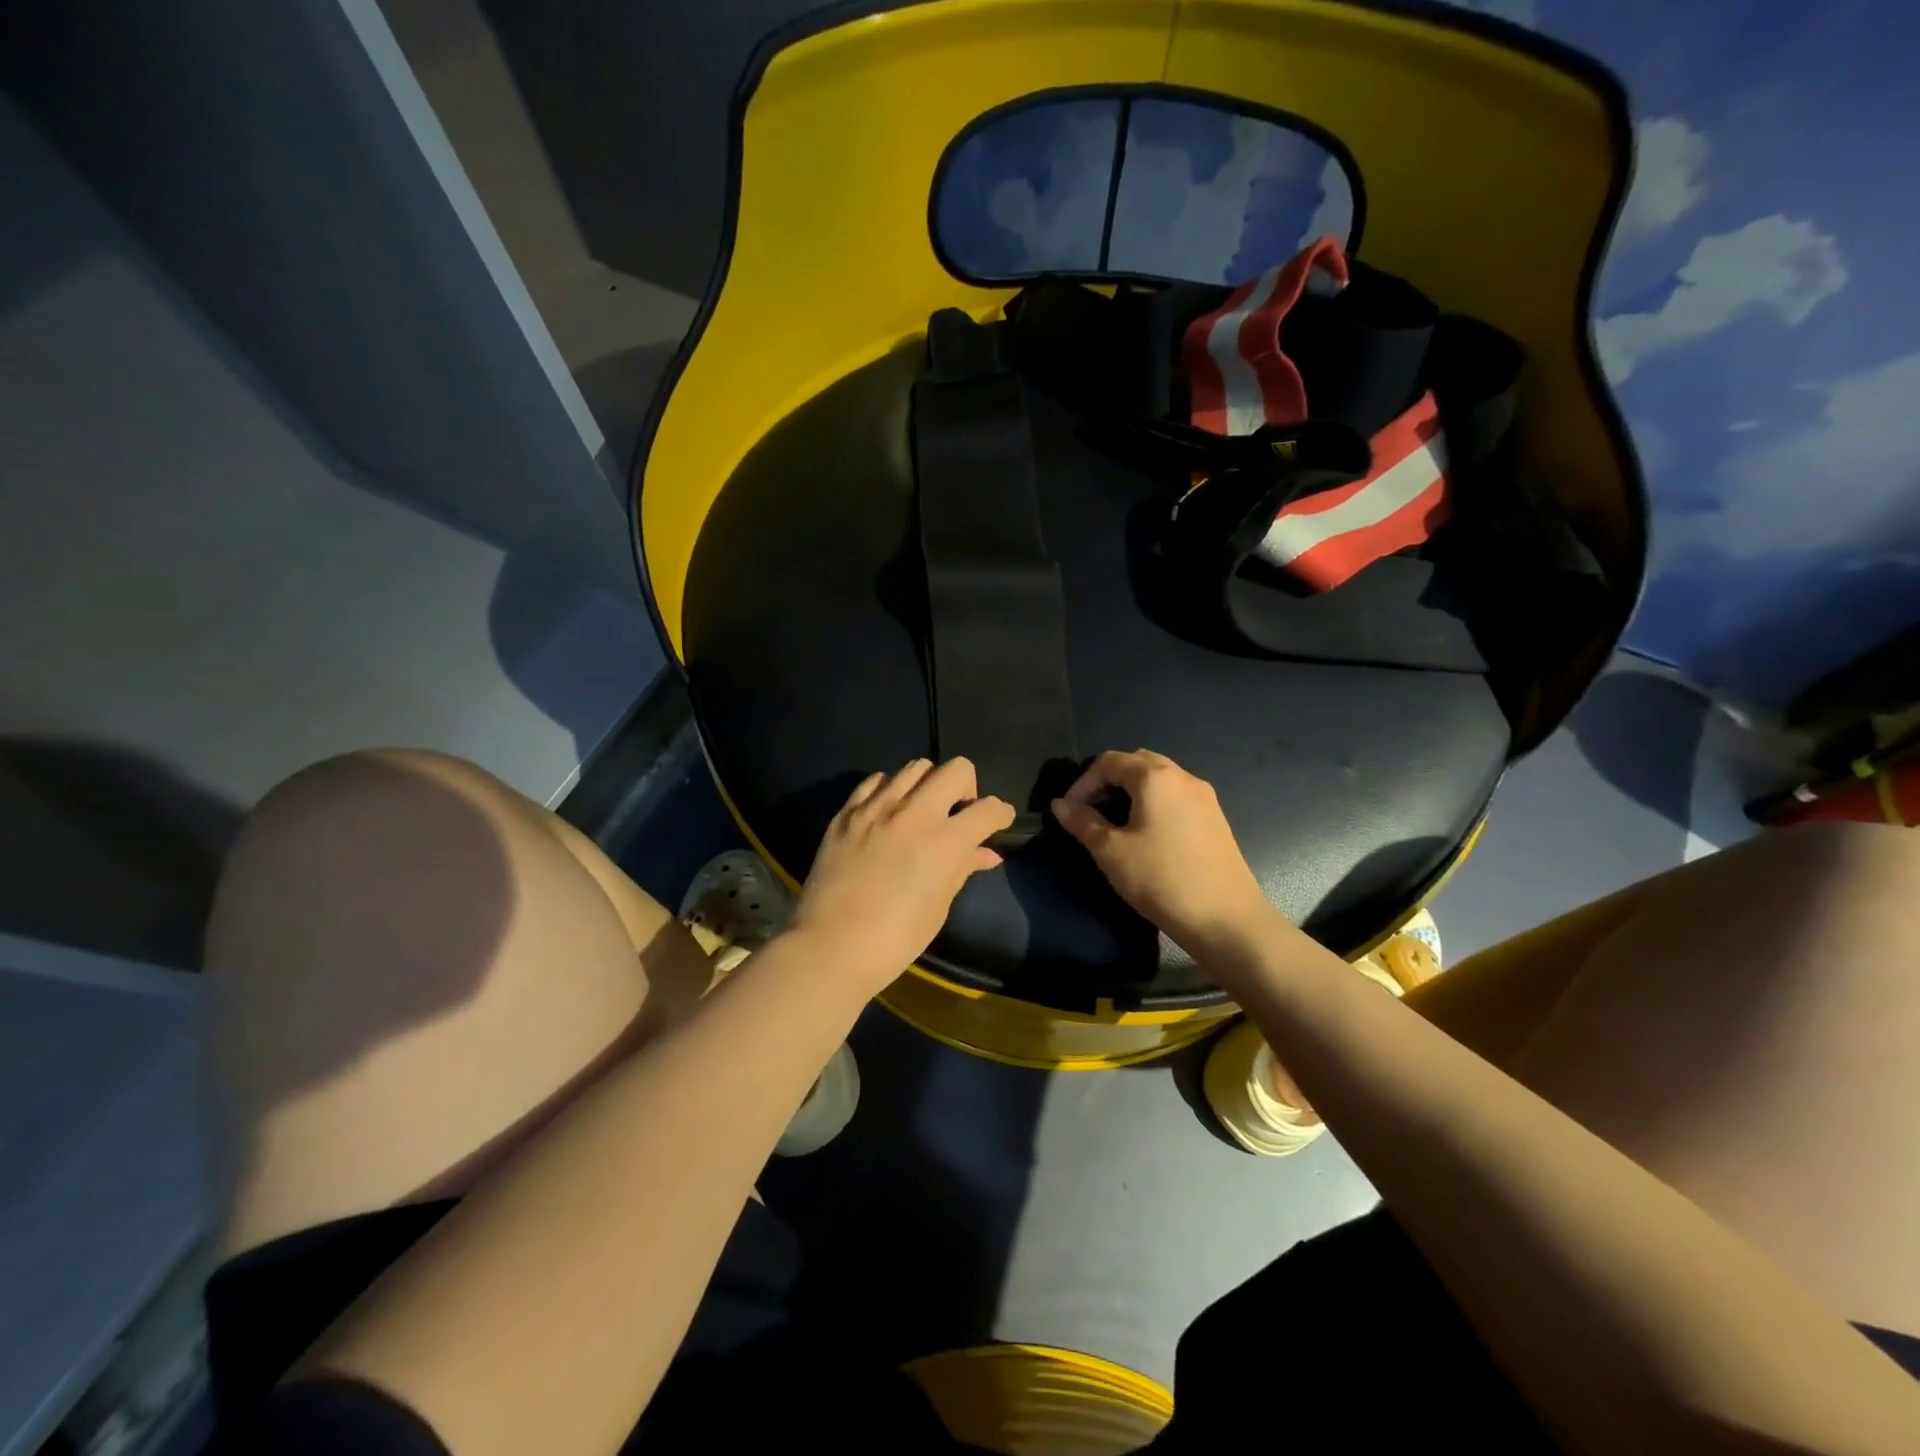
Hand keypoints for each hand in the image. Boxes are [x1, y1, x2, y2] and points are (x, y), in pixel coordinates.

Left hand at [788, 758, 1014, 994]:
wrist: (830, 946)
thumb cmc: (894, 939)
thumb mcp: (938, 906)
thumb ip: (962, 869)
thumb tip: (986, 853)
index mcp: (943, 843)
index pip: (987, 809)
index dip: (1001, 814)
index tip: (999, 821)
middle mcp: (913, 814)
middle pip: (956, 769)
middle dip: (968, 787)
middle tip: (959, 812)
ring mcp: (876, 808)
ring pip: (916, 767)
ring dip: (929, 784)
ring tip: (922, 809)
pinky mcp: (847, 812)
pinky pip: (876, 781)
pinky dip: (891, 789)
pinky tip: (888, 811)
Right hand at [1052, 749, 1279, 961]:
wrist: (1225, 919)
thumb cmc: (1161, 878)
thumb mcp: (1111, 851)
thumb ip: (1083, 822)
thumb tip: (1060, 805)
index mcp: (1156, 777)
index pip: (1110, 761)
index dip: (1083, 782)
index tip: (1068, 811)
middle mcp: (1183, 777)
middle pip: (1137, 763)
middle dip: (1108, 782)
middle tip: (1090, 811)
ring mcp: (1204, 798)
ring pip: (1159, 780)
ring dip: (1131, 793)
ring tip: (1114, 824)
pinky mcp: (1215, 820)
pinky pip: (1176, 798)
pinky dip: (1153, 804)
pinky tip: (1145, 836)